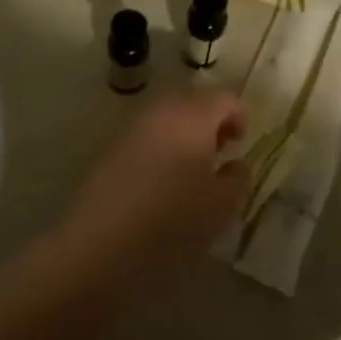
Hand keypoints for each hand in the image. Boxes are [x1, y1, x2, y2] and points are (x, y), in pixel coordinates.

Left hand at [61, 87, 250, 270]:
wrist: (98, 241)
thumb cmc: (171, 219)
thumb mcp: (221, 206)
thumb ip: (237, 179)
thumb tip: (235, 164)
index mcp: (193, 115)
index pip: (224, 98)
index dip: (240, 116)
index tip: (242, 143)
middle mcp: (161, 110)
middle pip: (194, 100)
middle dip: (211, 120)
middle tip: (220, 152)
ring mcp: (132, 125)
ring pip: (168, 116)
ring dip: (185, 133)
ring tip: (192, 168)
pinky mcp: (111, 145)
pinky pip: (147, 133)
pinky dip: (162, 145)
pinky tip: (163, 178)